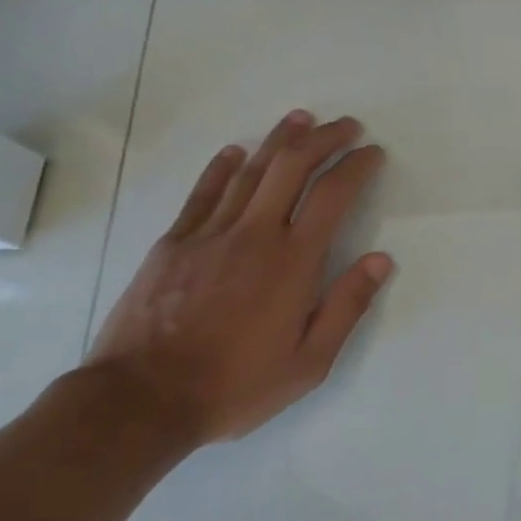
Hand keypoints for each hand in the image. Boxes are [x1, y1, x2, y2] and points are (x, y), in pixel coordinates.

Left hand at [86, 110, 392, 444]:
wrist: (140, 402)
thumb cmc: (234, 385)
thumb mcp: (308, 363)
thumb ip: (347, 306)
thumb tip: (381, 259)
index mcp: (292, 261)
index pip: (332, 195)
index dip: (356, 166)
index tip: (372, 152)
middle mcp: (254, 234)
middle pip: (292, 167)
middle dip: (323, 138)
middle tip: (346, 125)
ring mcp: (209, 234)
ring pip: (250, 171)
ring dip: (280, 140)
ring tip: (301, 119)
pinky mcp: (173, 244)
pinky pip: (202, 194)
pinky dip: (222, 168)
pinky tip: (234, 151)